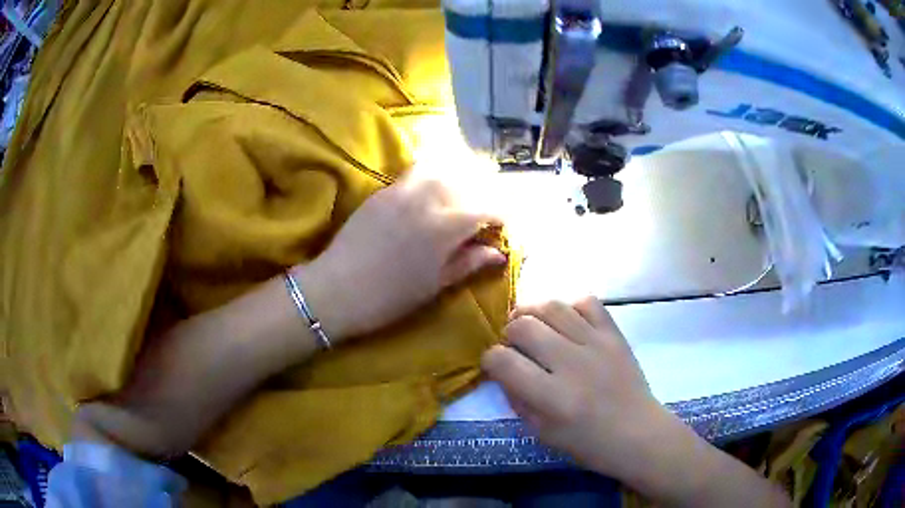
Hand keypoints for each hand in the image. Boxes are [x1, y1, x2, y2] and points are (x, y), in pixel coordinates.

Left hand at [299, 175, 506, 341]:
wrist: (336, 289)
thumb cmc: (389, 297)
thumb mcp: (434, 285)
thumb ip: (468, 263)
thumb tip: (498, 253)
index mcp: (445, 227)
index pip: (486, 209)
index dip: (501, 216)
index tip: (503, 227)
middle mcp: (427, 199)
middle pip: (466, 184)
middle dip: (481, 197)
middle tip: (482, 217)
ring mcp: (402, 190)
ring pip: (440, 172)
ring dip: (456, 182)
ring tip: (457, 201)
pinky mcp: (383, 191)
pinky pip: (415, 174)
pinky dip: (431, 178)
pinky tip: (430, 196)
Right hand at [481, 298, 669, 483]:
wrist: (638, 433)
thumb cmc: (588, 442)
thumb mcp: (542, 432)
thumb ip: (518, 399)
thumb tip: (503, 369)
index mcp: (551, 397)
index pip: (503, 361)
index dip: (490, 359)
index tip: (495, 364)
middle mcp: (572, 364)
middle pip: (524, 326)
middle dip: (508, 332)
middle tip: (514, 343)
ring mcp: (596, 344)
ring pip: (553, 307)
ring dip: (533, 312)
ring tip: (532, 323)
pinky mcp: (614, 334)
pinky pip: (587, 302)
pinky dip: (570, 306)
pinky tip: (566, 321)